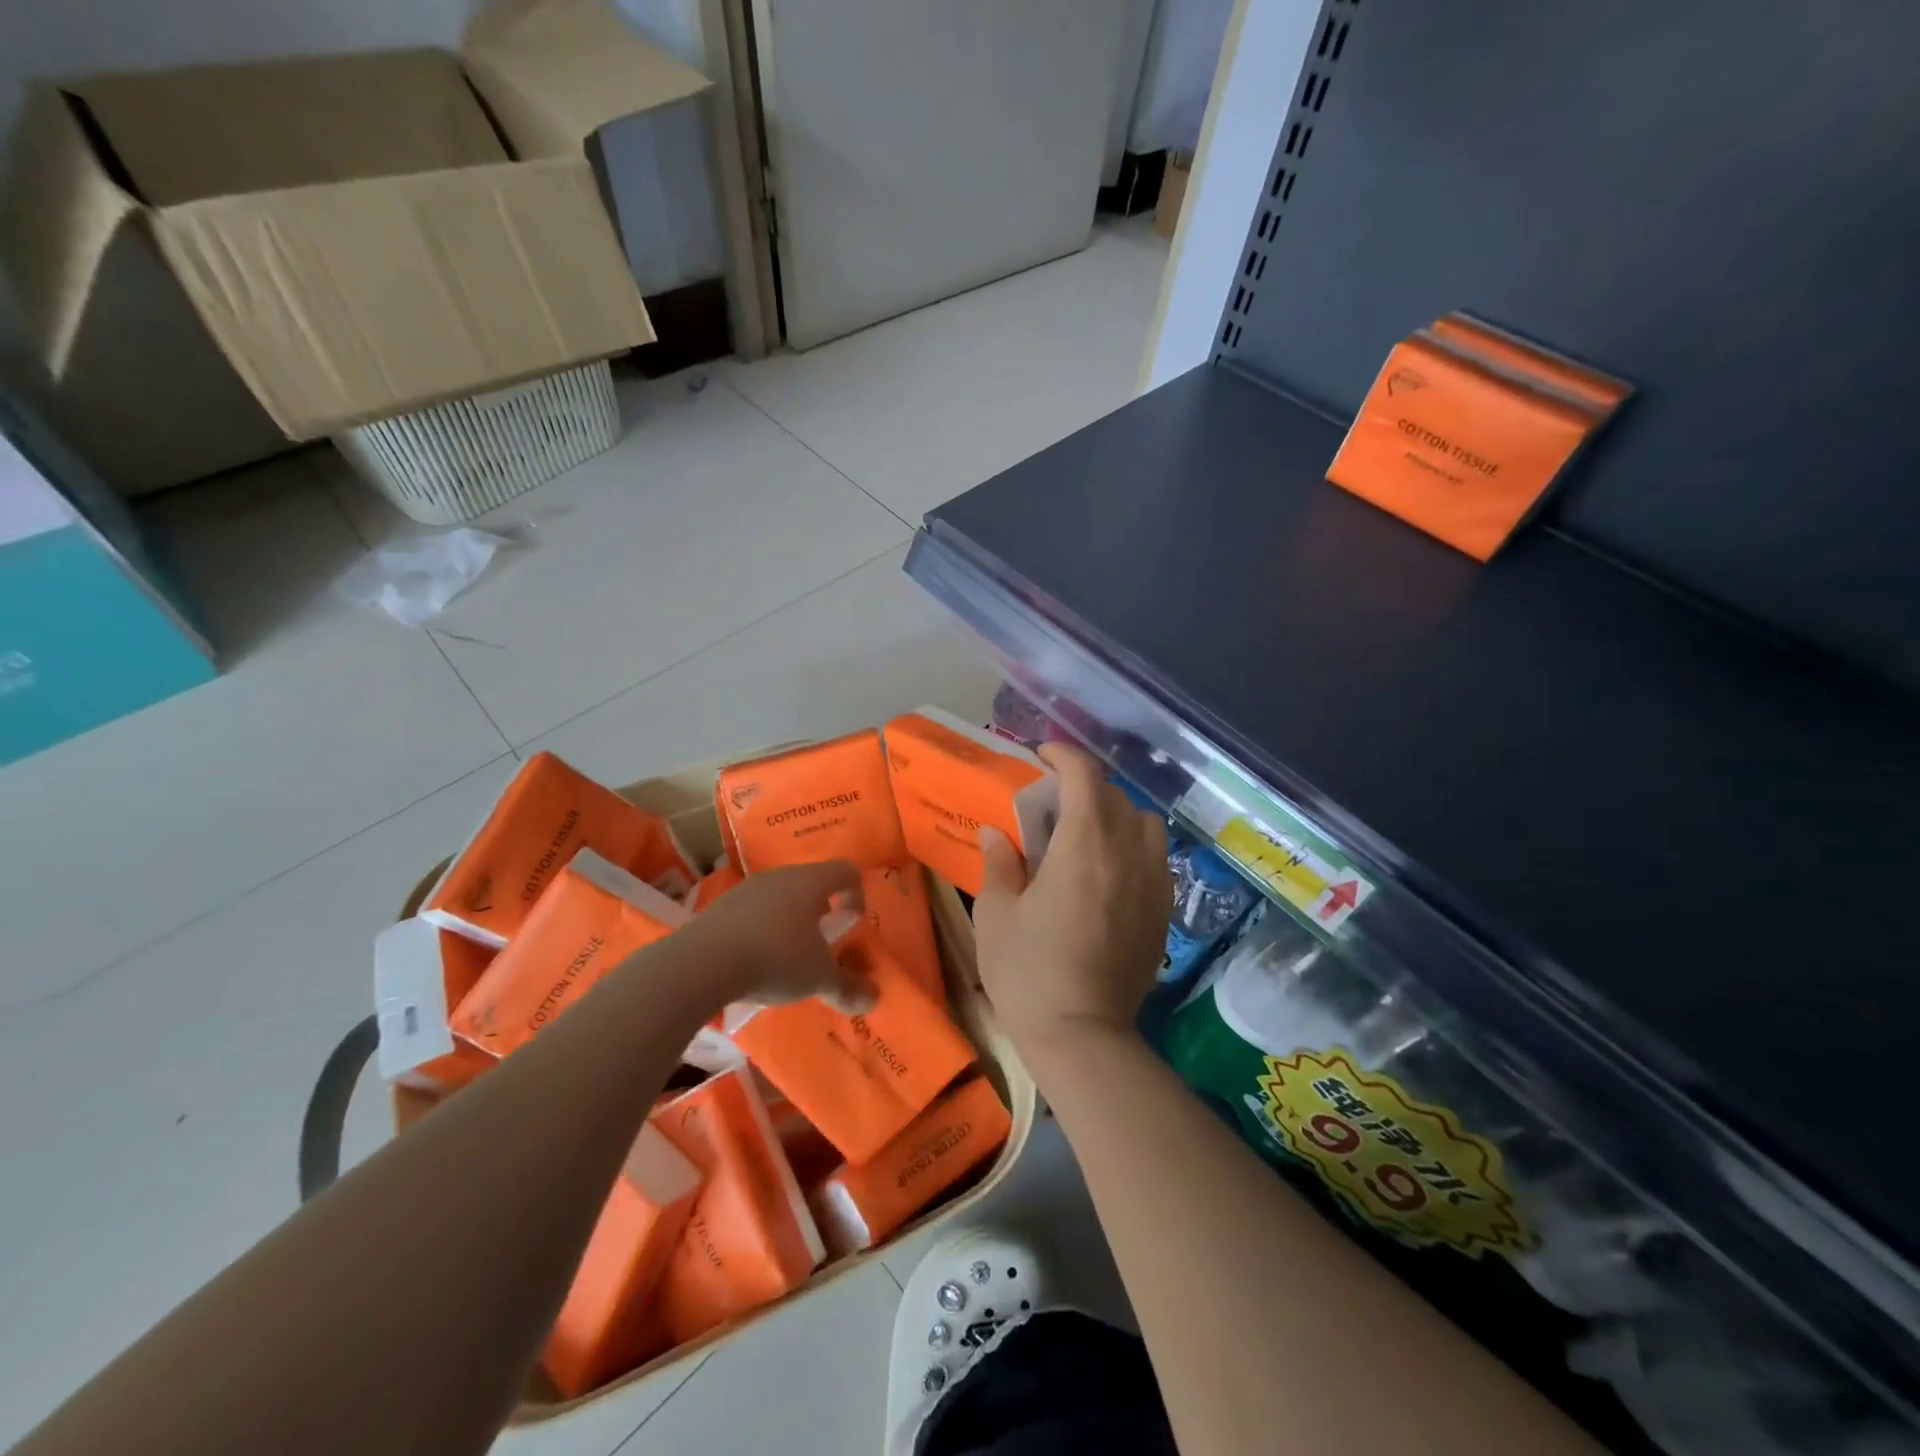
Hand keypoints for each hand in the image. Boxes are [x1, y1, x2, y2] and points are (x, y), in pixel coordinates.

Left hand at [680, 859, 868, 1008]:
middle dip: (822, 910)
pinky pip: (752, 912)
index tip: (853, 923)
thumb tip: (872, 999)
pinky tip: (754, 960)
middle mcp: (780, 876)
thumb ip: (847, 987)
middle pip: (811, 882)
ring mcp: (746, 889)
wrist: (702, 964)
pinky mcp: (719, 907)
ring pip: (780, 896)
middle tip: (822, 943)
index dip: (857, 893)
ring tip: (788, 956)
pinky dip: (761, 930)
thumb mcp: (818, 978)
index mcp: (811, 882)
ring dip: (790, 920)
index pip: (846, 870)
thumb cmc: (775, 959)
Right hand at [973, 744, 1170, 1058]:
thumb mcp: (996, 914)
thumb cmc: (1028, 973)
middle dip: (1082, 788)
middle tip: (1051, 806)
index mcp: (1084, 846)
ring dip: (1116, 815)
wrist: (1082, 1037)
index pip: (1085, 776)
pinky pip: (1156, 857)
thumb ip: (999, 863)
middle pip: (1114, 796)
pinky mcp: (1163, 911)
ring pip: (1144, 823)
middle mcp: (1127, 854)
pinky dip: (1133, 846)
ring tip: (1087, 836)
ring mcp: (1152, 883)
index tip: (1041, 756)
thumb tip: (996, 833)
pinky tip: (1108, 873)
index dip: (1064, 756)